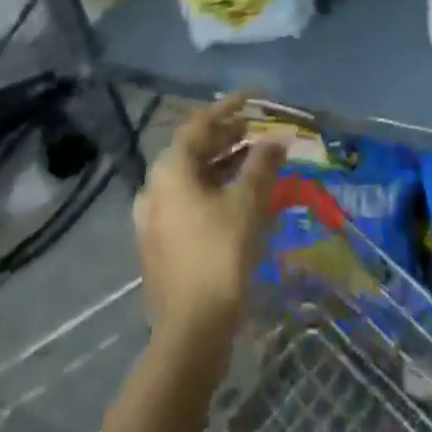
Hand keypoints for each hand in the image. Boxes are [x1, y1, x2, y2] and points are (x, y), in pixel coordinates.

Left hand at [133, 93, 283, 343]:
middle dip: (226, 137)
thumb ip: (262, 164)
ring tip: (254, 159)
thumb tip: (277, 140)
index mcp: (170, 171)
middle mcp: (155, 188)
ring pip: (191, 178)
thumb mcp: (248, 202)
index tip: (251, 99)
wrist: (191, 332)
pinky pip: (188, 201)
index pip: (199, 125)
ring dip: (222, 164)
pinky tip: (239, 197)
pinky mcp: (161, 245)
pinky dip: (213, 189)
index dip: (227, 109)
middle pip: (193, 151)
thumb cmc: (219, 254)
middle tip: (255, 129)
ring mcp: (154, 220)